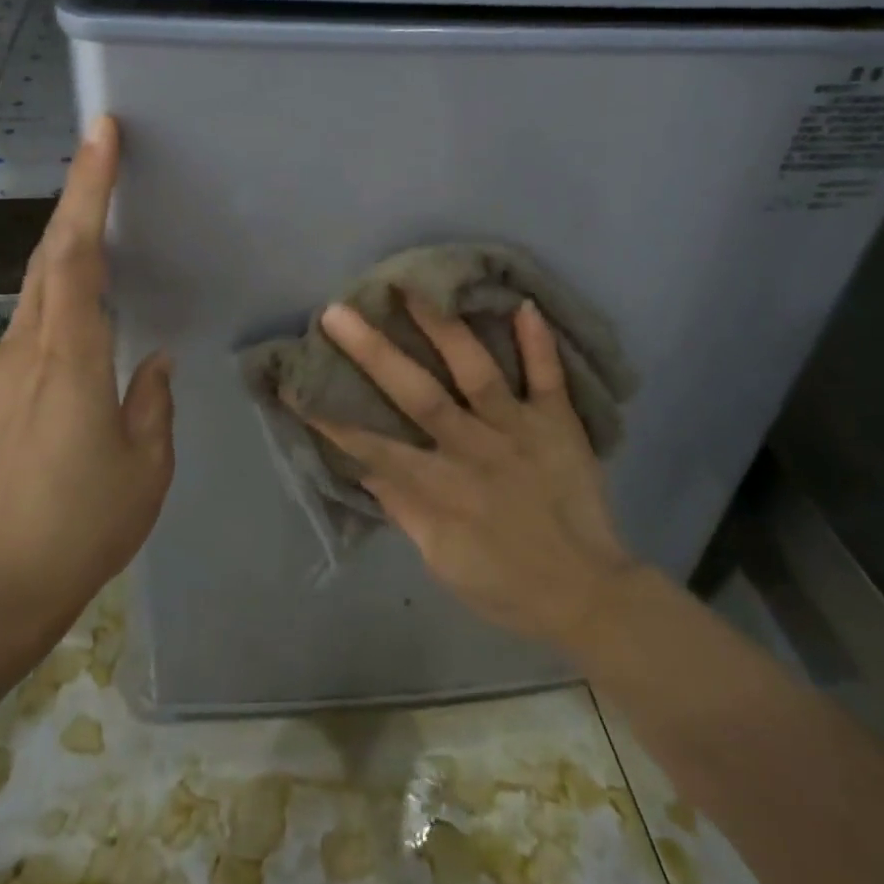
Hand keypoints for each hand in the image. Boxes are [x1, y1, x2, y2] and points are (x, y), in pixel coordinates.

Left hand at [0, 115, 173, 627]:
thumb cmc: (83, 525)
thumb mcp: (146, 465)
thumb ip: (152, 401)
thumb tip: (154, 360)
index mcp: (71, 359)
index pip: (77, 255)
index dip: (88, 190)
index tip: (100, 136)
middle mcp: (28, 349)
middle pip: (48, 254)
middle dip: (75, 194)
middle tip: (101, 148)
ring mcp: (2, 369)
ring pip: (35, 284)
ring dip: (64, 240)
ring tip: (97, 211)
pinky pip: (31, 321)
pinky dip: (56, 289)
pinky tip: (80, 300)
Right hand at [294, 294, 634, 654]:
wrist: (589, 596)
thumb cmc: (505, 585)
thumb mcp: (440, 559)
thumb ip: (403, 508)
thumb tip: (365, 466)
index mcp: (441, 487)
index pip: (374, 447)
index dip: (331, 418)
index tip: (295, 383)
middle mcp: (475, 449)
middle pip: (419, 395)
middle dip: (374, 353)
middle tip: (337, 313)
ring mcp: (519, 431)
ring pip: (477, 372)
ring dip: (445, 328)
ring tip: (416, 286)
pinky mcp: (558, 426)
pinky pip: (550, 378)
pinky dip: (539, 343)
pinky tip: (523, 303)